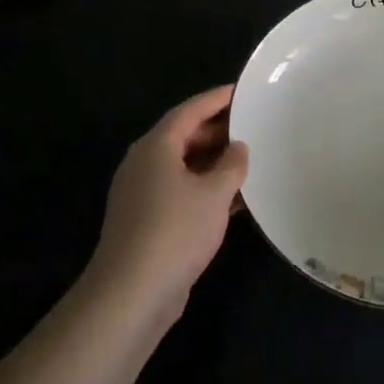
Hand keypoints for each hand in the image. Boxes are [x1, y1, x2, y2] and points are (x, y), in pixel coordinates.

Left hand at [88, 85, 248, 321]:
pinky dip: (205, 188)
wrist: (132, 293)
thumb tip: (238, 147)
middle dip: (217, 130)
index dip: (216, 99)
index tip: (241, 91)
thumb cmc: (175, 231)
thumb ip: (232, 165)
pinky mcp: (146, 220)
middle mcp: (144, 163)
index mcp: (156, 146)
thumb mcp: (214, 194)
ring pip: (183, 166)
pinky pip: (180, 191)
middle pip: (183, 136)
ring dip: (213, 162)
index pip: (189, 110)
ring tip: (248, 159)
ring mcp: (142, 193)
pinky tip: (234, 199)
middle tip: (251, 126)